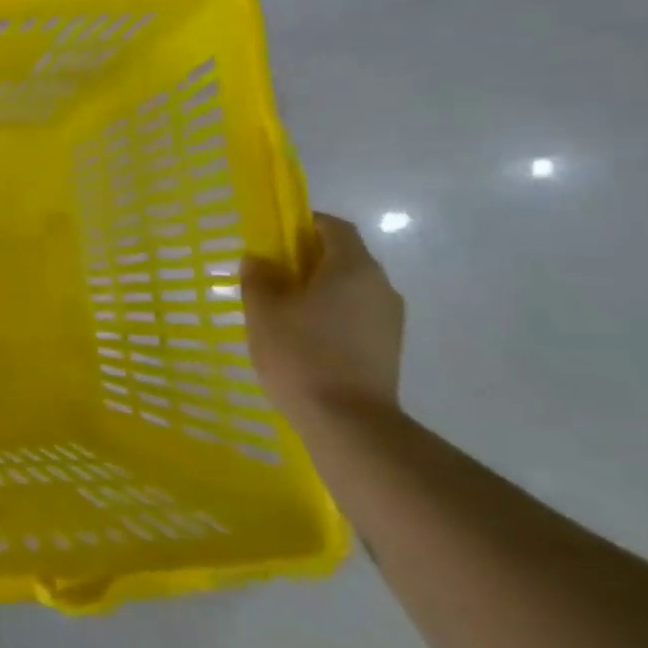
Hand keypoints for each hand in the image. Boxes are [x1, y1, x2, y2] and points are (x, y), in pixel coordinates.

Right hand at [241, 213, 403, 420]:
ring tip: (283, 310)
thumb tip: (259, 259)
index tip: (274, 237)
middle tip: (270, 275)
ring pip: (350, 288)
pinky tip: (304, 337)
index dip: (303, 224)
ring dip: (319, 289)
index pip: (333, 227)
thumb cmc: (300, 355)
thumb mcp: (263, 312)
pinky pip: (356, 314)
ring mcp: (389, 318)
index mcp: (353, 267)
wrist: (348, 422)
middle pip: (344, 257)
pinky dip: (331, 314)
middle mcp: (380, 285)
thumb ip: (259, 278)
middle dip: (307, 260)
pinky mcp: (388, 346)